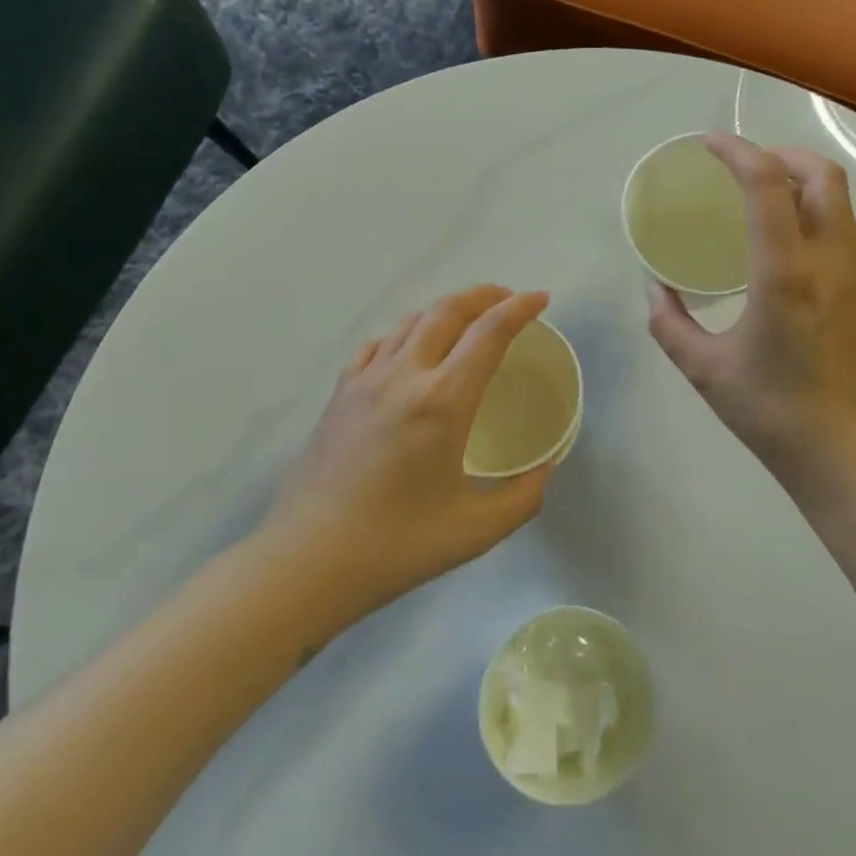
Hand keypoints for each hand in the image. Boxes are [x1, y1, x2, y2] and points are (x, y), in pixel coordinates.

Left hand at [265, 285, 555, 614]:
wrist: (310, 559)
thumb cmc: (398, 545)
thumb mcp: (476, 530)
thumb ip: (523, 496)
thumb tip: (545, 468)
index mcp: (442, 402)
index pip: (488, 334)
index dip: (519, 309)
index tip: (541, 299)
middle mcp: (403, 376)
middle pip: (447, 311)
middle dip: (484, 295)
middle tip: (508, 300)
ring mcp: (365, 381)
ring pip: (409, 321)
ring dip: (445, 310)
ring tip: (466, 320)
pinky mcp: (340, 394)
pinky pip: (377, 344)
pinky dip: (404, 333)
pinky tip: (409, 348)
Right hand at [647, 135, 855, 503]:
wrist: (845, 454)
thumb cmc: (771, 412)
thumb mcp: (704, 370)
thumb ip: (669, 324)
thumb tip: (656, 290)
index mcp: (785, 273)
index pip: (767, 185)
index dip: (736, 151)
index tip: (707, 144)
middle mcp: (829, 260)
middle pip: (822, 174)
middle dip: (780, 154)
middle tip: (741, 167)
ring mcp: (855, 274)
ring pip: (840, 198)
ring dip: (802, 179)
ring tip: (761, 194)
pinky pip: (844, 227)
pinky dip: (816, 209)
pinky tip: (785, 239)